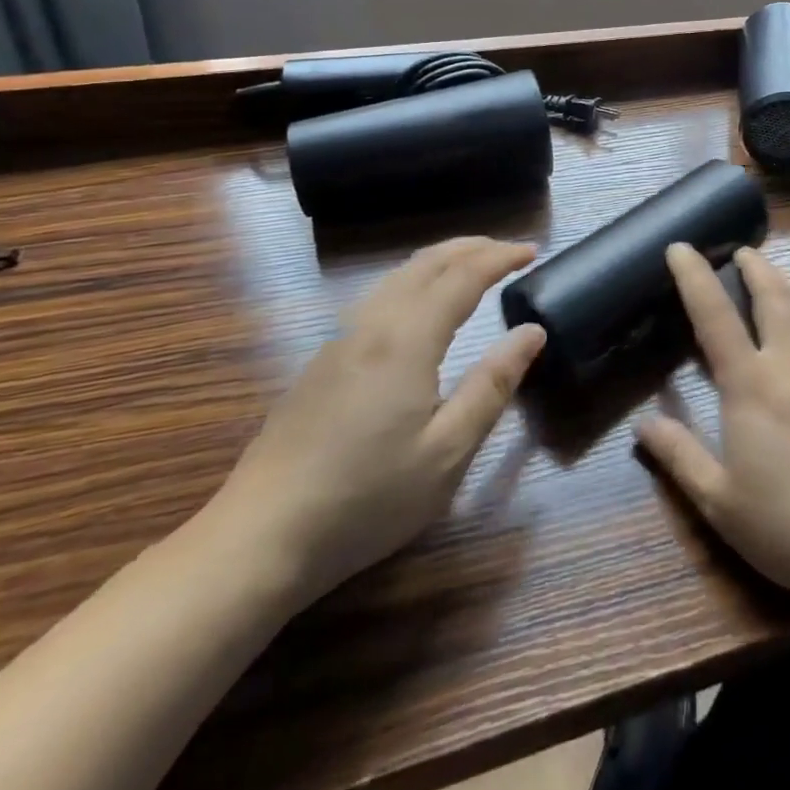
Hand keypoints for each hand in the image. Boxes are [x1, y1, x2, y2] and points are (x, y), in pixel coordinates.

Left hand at [200, 237, 543, 609]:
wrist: (257, 541)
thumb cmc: (366, 499)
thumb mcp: (448, 451)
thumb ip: (493, 384)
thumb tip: (532, 331)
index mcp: (407, 340)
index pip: (463, 276)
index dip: (499, 257)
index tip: (531, 252)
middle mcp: (371, 326)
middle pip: (425, 263)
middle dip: (470, 247)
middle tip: (508, 250)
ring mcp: (338, 343)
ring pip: (396, 277)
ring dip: (440, 261)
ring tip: (471, 267)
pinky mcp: (320, 365)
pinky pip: (377, 298)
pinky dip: (413, 282)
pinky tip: (419, 308)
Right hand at [635, 245, 789, 617]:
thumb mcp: (721, 504)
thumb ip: (681, 457)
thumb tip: (643, 423)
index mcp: (751, 386)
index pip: (714, 315)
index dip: (694, 276)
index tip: (681, 246)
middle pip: (775, 295)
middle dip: (756, 266)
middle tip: (744, 253)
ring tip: (784, 288)